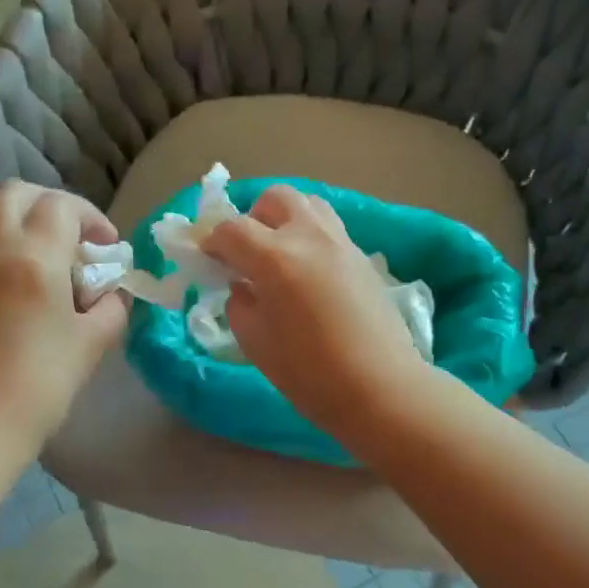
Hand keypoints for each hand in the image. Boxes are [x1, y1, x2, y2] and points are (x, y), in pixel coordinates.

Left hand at [0, 183, 128, 456]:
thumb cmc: (41, 382)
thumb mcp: (93, 342)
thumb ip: (111, 307)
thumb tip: (111, 293)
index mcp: (35, 257)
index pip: (62, 205)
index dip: (93, 218)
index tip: (110, 250)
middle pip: (18, 195)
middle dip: (54, 205)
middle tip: (80, 240)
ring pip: (3, 222)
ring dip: (37, 230)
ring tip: (67, 273)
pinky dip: (22, 254)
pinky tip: (44, 296)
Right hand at [205, 185, 433, 447]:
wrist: (381, 389)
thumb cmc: (310, 374)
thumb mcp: (255, 343)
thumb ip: (240, 303)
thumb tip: (242, 286)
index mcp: (275, 257)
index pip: (231, 229)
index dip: (211, 241)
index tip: (207, 260)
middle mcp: (309, 237)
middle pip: (274, 198)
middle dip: (252, 218)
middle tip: (247, 253)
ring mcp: (341, 243)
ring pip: (308, 204)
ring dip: (285, 220)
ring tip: (280, 257)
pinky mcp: (363, 258)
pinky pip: (329, 229)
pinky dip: (310, 238)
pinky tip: (308, 275)